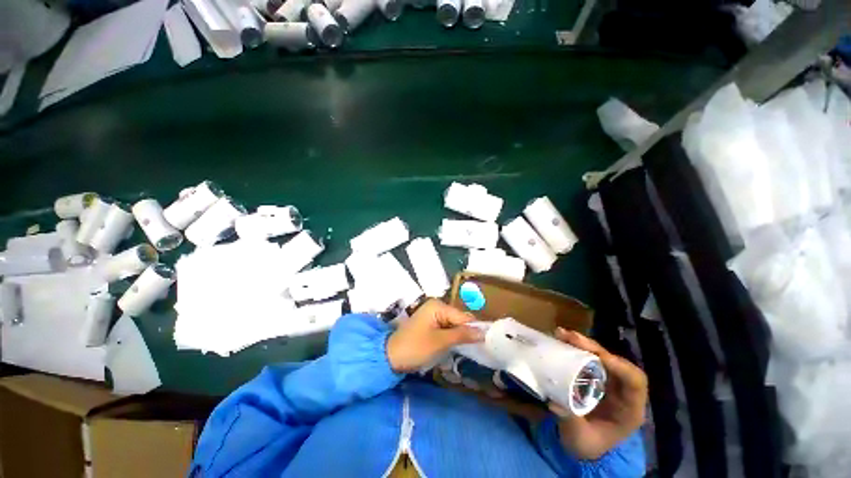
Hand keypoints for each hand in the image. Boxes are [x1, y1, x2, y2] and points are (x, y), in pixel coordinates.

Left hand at [386, 299, 483, 372]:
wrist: (390, 357)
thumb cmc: (415, 347)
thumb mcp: (440, 342)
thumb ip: (462, 335)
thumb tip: (483, 332)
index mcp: (438, 306)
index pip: (463, 317)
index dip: (475, 329)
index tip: (487, 343)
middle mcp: (437, 307)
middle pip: (459, 320)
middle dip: (467, 333)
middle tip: (478, 349)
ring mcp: (433, 315)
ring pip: (454, 325)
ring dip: (460, 337)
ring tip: (469, 350)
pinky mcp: (430, 324)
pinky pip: (446, 329)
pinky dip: (452, 338)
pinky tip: (455, 347)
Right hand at [551, 329, 647, 459]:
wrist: (581, 444)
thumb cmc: (586, 444)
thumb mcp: (580, 438)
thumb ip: (571, 421)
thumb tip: (555, 403)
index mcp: (629, 408)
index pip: (635, 381)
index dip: (621, 367)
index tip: (599, 357)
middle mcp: (621, 391)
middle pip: (616, 363)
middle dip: (594, 348)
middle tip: (570, 337)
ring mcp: (607, 382)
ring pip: (601, 356)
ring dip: (583, 344)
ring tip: (561, 334)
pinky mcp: (593, 377)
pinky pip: (587, 358)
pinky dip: (575, 347)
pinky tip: (561, 340)